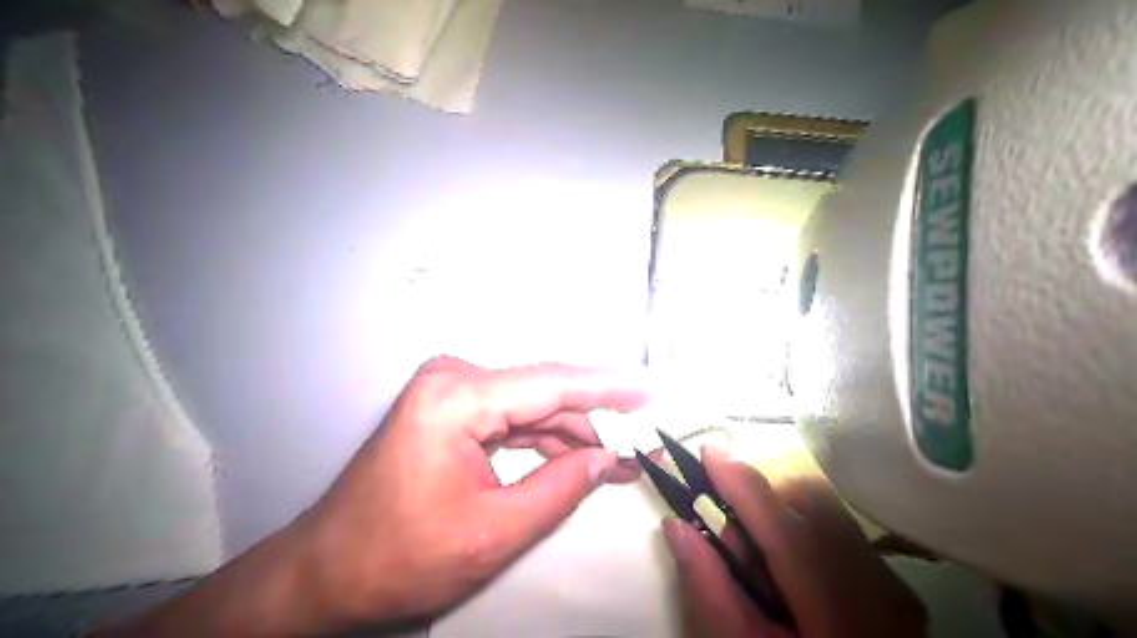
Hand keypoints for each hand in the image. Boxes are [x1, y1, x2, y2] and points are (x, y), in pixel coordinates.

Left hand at [301, 358, 647, 629]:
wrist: (329, 571)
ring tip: (617, 458)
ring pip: (531, 407)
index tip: (647, 390)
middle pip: (542, 395)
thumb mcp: (492, 532)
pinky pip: (511, 418)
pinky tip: (577, 455)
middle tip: (637, 445)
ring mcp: (449, 392)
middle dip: (593, 421)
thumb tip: (606, 459)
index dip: (605, 387)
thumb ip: (559, 489)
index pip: (550, 384)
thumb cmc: (399, 556)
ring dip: (572, 433)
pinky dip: (544, 438)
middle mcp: (452, 380)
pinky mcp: (450, 409)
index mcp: (456, 398)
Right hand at [664, 446, 927, 637]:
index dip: (743, 484)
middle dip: (758, 498)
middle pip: (808, 502)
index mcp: (839, 609)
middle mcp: (877, 584)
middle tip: (722, 524)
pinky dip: (798, 531)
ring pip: (822, 511)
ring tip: (751, 555)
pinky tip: (783, 570)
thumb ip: (708, 587)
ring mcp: (889, 581)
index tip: (706, 453)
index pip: (784, 526)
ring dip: (776, 514)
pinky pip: (836, 529)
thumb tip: (677, 525)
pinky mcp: (889, 582)